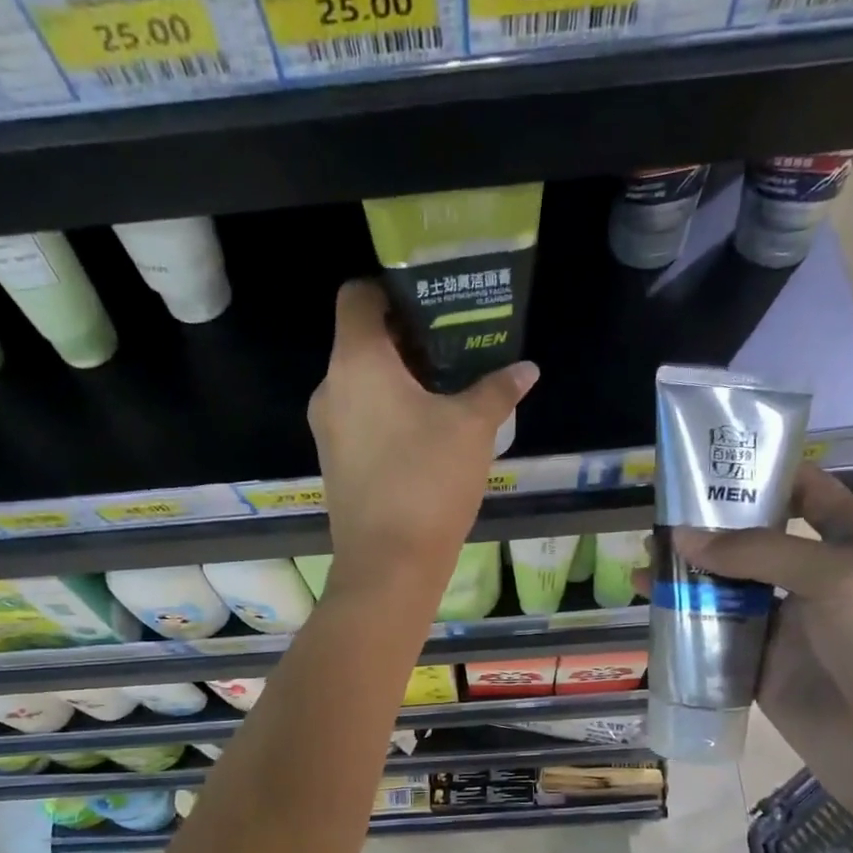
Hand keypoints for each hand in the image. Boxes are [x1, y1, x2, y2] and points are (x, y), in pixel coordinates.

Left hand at [308, 280, 535, 599]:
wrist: (388, 564)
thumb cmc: (428, 480)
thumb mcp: (472, 428)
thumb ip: (497, 390)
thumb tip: (525, 370)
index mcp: (356, 362)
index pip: (357, 296)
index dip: (390, 289)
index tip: (430, 303)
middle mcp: (331, 388)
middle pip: (361, 341)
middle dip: (405, 339)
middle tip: (453, 346)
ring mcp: (327, 430)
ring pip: (360, 384)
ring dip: (398, 380)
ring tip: (446, 391)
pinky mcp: (335, 464)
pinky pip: (359, 419)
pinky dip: (387, 413)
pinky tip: (426, 434)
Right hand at [675, 465, 852, 834]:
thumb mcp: (838, 576)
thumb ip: (758, 551)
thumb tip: (680, 538)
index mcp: (852, 543)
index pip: (805, 492)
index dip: (761, 475)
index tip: (706, 467)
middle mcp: (815, 579)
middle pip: (754, 541)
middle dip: (708, 529)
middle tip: (656, 520)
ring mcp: (787, 627)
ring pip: (727, 591)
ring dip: (688, 577)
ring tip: (641, 565)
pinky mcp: (762, 671)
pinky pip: (717, 640)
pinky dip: (686, 626)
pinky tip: (652, 614)